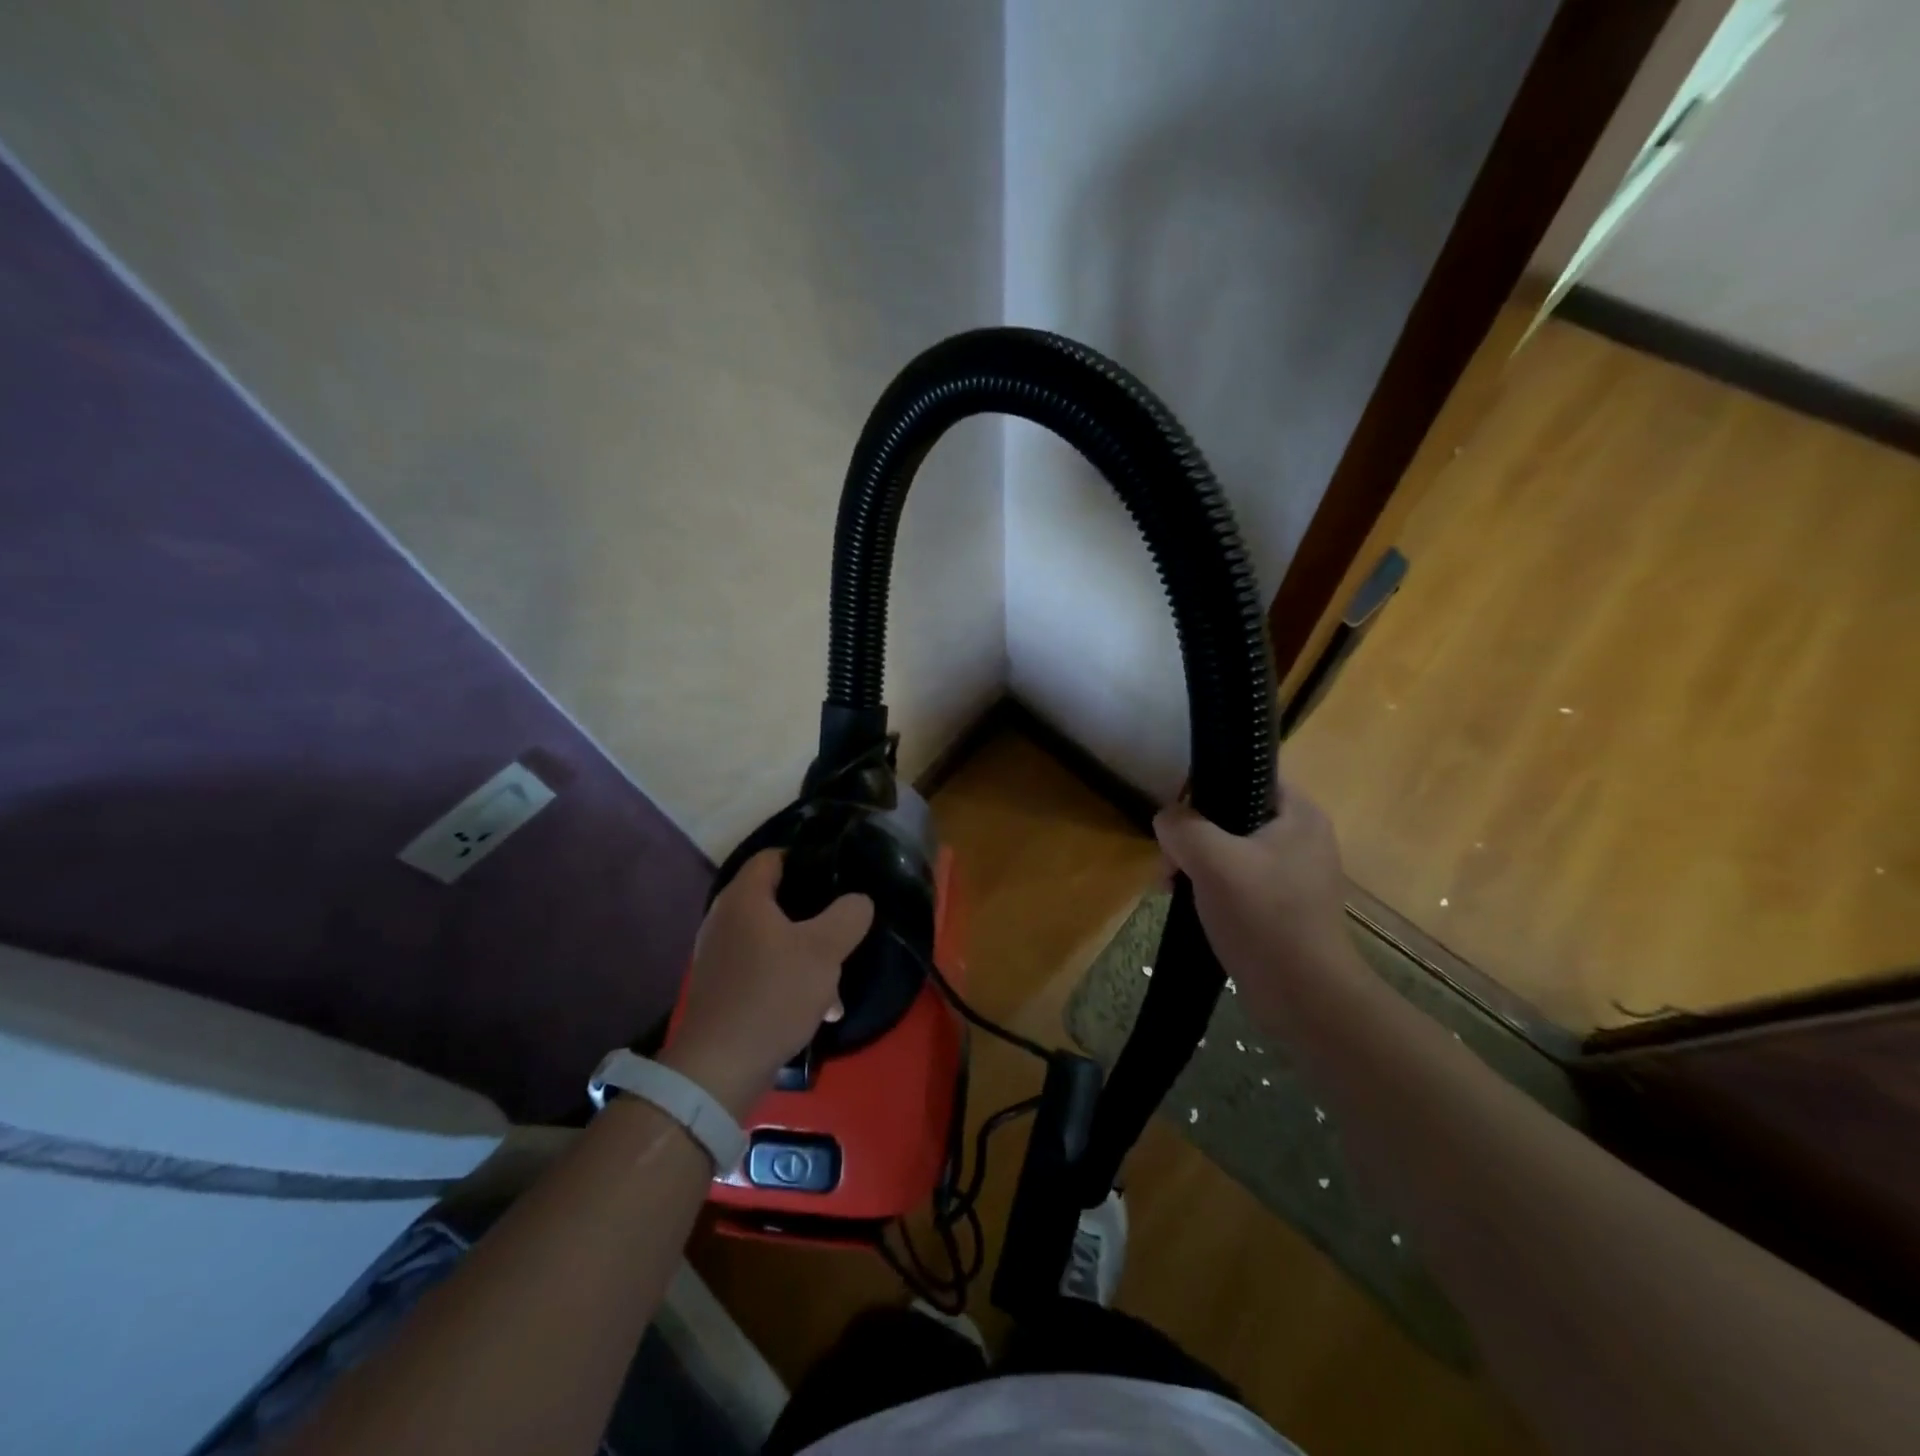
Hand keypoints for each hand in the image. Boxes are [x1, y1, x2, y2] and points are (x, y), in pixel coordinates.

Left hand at [662, 850, 873, 1117]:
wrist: (719, 1068)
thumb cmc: (773, 994)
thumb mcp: (824, 951)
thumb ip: (848, 916)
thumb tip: (858, 901)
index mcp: (743, 898)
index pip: (773, 856)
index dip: (806, 857)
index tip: (837, 872)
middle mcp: (724, 919)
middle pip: (776, 899)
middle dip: (814, 914)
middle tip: (843, 924)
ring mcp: (720, 956)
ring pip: (773, 938)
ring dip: (806, 953)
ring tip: (837, 979)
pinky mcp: (722, 988)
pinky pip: (763, 969)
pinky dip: (790, 978)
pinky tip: (819, 1007)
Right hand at [1153, 781, 1356, 1036]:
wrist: (1304, 997)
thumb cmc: (1263, 917)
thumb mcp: (1213, 861)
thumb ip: (1182, 827)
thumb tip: (1167, 820)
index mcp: (1299, 815)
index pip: (1248, 775)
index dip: (1207, 787)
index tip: (1177, 814)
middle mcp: (1300, 838)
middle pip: (1231, 816)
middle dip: (1191, 836)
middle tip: (1168, 863)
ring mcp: (1291, 875)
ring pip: (1228, 851)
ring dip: (1194, 864)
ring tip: (1169, 887)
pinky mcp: (1280, 907)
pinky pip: (1235, 881)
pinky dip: (1208, 887)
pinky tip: (1186, 905)